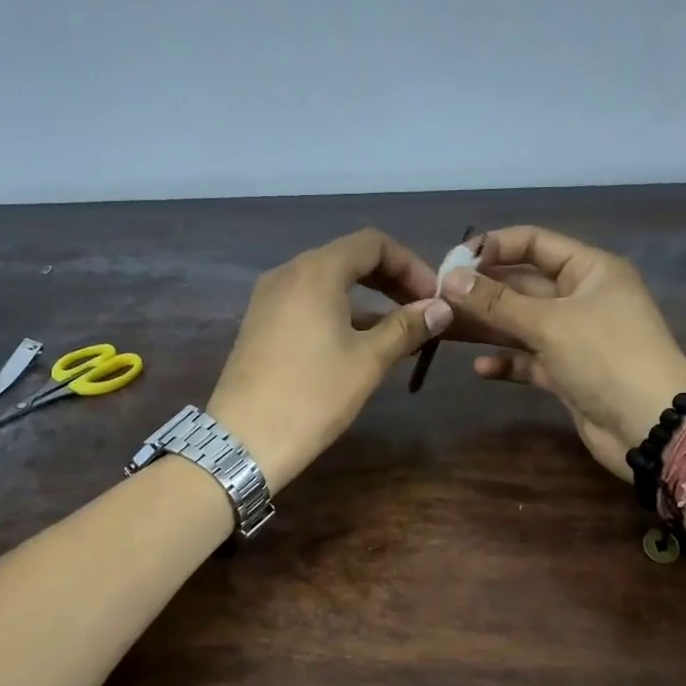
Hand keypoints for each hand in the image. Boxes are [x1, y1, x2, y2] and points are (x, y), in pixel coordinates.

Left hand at [206, 229, 451, 490]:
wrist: (243, 441)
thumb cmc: (312, 396)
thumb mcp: (367, 361)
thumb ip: (406, 327)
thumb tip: (442, 309)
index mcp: (316, 271)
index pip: (372, 243)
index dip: (410, 264)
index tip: (433, 297)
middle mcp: (288, 273)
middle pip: (349, 258)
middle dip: (390, 279)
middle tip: (422, 310)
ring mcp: (269, 298)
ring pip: (328, 282)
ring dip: (367, 298)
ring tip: (400, 331)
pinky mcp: (261, 323)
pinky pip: (308, 303)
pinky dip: (340, 312)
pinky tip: (361, 342)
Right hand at [440, 226, 685, 477]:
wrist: (651, 427)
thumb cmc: (606, 358)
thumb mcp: (549, 323)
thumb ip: (497, 302)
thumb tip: (450, 279)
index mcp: (589, 270)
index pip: (534, 243)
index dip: (494, 247)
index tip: (452, 262)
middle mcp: (582, 298)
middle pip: (523, 285)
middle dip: (482, 291)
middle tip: (437, 300)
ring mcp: (575, 337)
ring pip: (521, 324)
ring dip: (486, 326)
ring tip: (444, 330)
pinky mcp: (568, 373)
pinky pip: (530, 360)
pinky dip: (507, 362)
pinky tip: (479, 370)